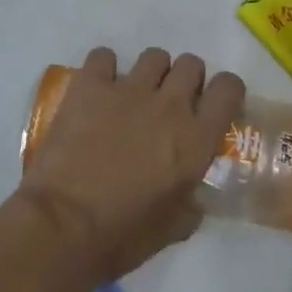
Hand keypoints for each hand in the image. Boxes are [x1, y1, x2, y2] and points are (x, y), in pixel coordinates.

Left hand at [16, 47, 244, 283]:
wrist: (62, 227)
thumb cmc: (121, 236)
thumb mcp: (172, 229)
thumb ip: (190, 204)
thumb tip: (192, 198)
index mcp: (196, 139)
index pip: (229, 88)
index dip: (224, 92)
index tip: (212, 106)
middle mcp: (169, 105)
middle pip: (191, 64)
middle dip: (184, 80)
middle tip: (169, 104)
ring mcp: (129, 90)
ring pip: (154, 56)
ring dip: (149, 73)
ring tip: (133, 96)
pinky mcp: (91, 86)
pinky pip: (104, 56)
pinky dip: (103, 68)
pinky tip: (98, 89)